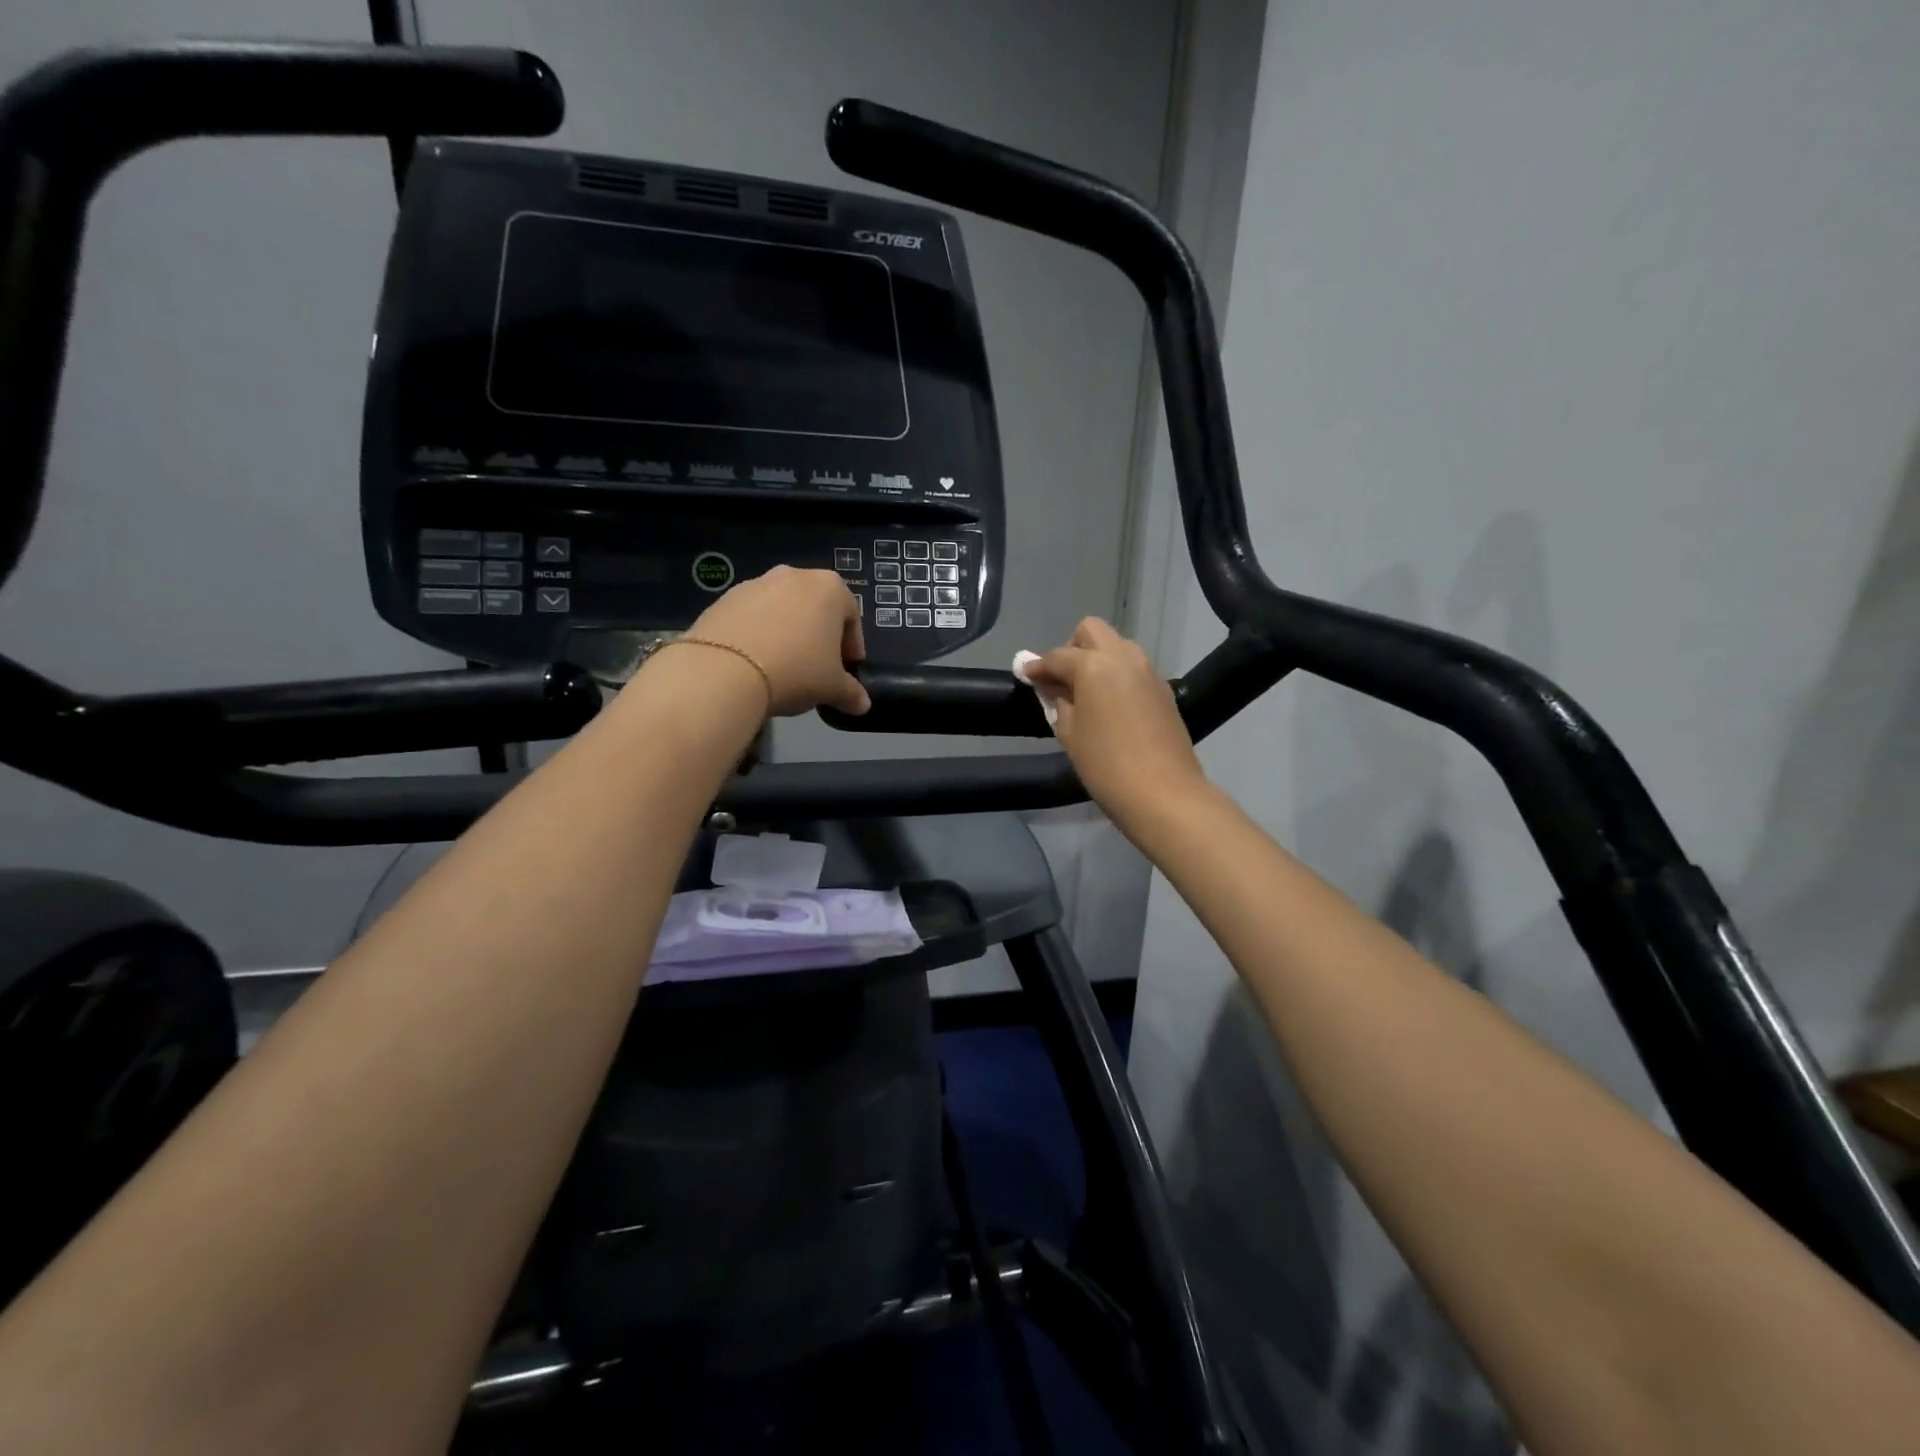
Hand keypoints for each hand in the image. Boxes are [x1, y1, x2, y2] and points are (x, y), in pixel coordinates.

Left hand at [683, 566, 870, 716]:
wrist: (725, 670)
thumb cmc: (797, 670)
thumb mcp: (833, 688)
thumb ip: (852, 693)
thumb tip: (862, 705)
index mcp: (829, 588)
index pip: (851, 616)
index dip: (852, 646)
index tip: (848, 669)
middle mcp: (793, 575)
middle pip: (815, 607)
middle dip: (819, 635)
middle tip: (817, 667)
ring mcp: (755, 584)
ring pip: (781, 610)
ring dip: (787, 633)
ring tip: (783, 667)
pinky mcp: (723, 599)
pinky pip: (751, 618)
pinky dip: (758, 635)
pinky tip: (754, 663)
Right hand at [1028, 618, 1205, 826]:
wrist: (1163, 793)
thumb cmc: (1106, 765)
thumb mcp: (1069, 734)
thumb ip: (1056, 701)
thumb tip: (1049, 685)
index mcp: (1095, 665)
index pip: (1058, 656)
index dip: (1037, 666)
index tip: (1024, 675)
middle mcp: (1124, 657)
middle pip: (1092, 631)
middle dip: (1072, 648)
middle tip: (1062, 680)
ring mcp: (1149, 671)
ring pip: (1117, 647)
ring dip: (1098, 659)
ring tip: (1086, 694)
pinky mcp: (1164, 690)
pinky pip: (1134, 669)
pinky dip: (1117, 676)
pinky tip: (1110, 706)